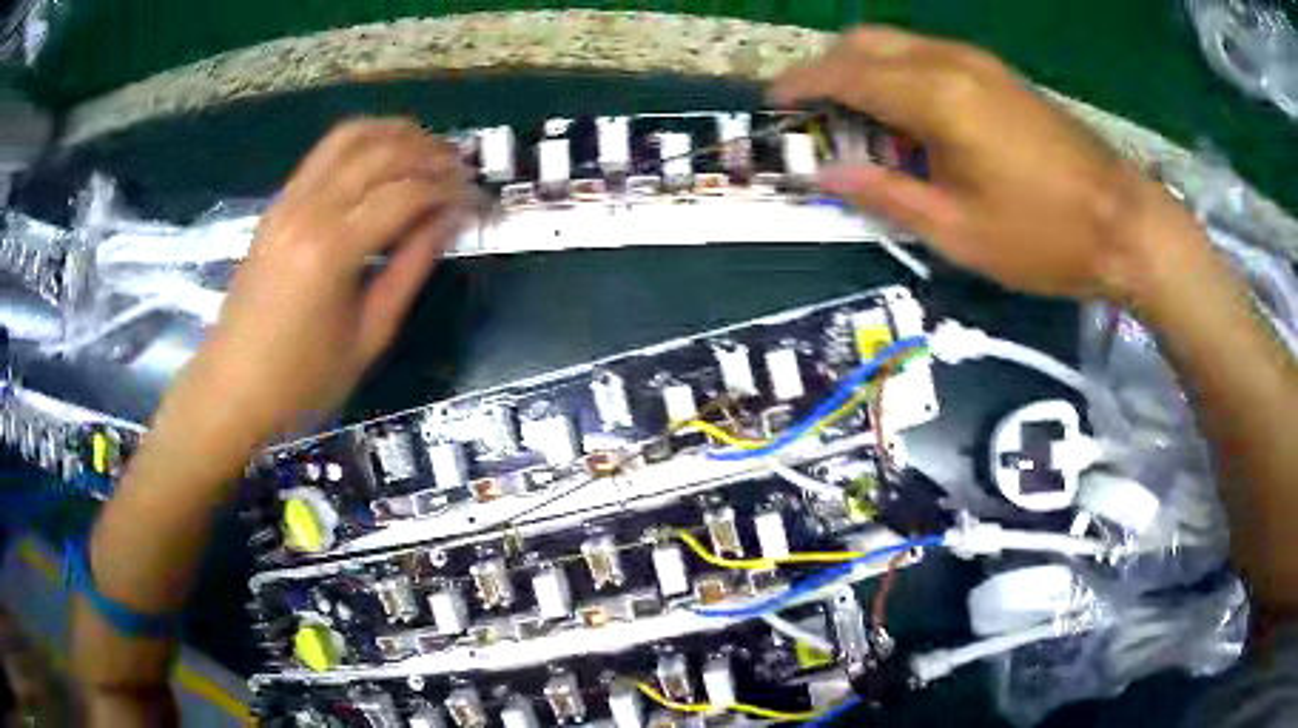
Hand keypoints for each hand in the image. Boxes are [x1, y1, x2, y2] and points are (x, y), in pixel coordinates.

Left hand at [179, 118, 473, 442]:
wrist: (232, 388)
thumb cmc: (302, 380)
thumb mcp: (368, 337)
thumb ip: (410, 269)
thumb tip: (449, 221)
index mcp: (332, 250)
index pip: (406, 194)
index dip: (450, 191)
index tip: (479, 200)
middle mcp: (309, 210)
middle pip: (382, 152)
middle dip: (430, 153)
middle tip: (462, 170)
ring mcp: (288, 201)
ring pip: (350, 137)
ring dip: (396, 133)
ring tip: (428, 148)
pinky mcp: (277, 204)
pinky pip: (324, 152)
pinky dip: (362, 141)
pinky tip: (384, 155)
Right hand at [769, 27, 1199, 301]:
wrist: (1125, 224)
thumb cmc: (1044, 238)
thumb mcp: (958, 232)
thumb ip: (886, 195)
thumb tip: (827, 175)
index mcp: (936, 97)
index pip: (846, 74)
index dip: (802, 85)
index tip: (773, 101)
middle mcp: (950, 62)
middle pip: (866, 41)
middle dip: (828, 67)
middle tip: (813, 110)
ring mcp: (980, 63)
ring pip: (898, 42)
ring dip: (864, 67)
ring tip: (856, 116)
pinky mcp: (1000, 74)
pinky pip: (929, 54)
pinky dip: (900, 72)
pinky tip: (909, 113)